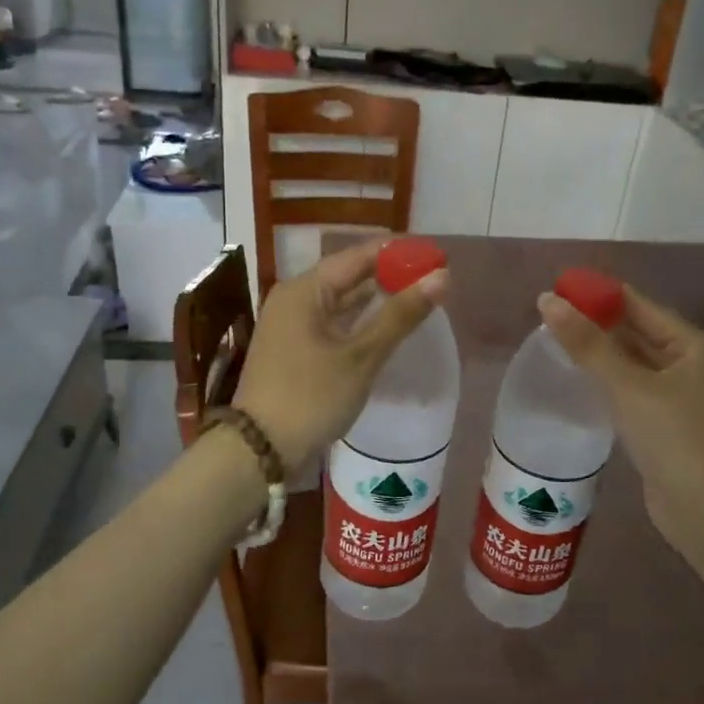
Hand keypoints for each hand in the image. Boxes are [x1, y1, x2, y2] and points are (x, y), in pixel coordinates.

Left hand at [235, 241, 446, 473]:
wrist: (260, 449)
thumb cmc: (311, 397)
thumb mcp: (361, 356)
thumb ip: (400, 315)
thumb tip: (442, 277)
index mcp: (304, 290)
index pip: (358, 256)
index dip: (398, 253)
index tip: (435, 255)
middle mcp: (294, 298)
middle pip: (348, 275)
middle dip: (389, 275)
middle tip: (433, 278)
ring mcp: (291, 325)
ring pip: (340, 300)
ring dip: (376, 299)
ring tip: (417, 297)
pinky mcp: (294, 348)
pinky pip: (332, 322)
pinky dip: (359, 321)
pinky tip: (385, 326)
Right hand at [537, 284, 703, 559]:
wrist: (703, 508)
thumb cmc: (672, 436)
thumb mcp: (627, 385)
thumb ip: (587, 343)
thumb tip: (546, 301)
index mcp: (692, 346)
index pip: (640, 306)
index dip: (600, 295)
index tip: (559, 288)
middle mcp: (689, 365)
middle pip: (636, 333)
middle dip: (596, 324)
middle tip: (549, 316)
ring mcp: (677, 397)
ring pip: (631, 363)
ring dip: (598, 353)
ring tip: (555, 342)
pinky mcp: (663, 424)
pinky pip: (629, 390)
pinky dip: (605, 381)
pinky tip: (577, 379)